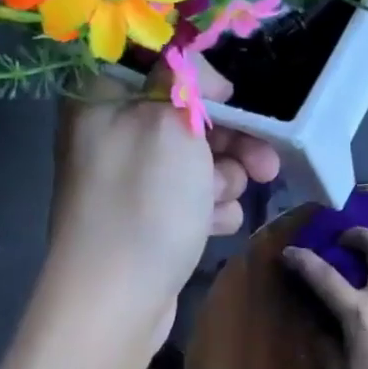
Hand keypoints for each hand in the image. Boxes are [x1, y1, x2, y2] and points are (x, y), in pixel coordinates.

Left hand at [47, 58, 278, 350]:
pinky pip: (192, 197)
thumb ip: (189, 82)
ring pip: (198, 160)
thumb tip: (204, 76)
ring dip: (223, 179)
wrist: (115, 302)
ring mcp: (130, 181)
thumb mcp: (168, 125)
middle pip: (188, 117)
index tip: (232, 101)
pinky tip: (213, 226)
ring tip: (219, 203)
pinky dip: (210, 209)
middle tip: (264, 164)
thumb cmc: (143, 205)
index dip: (201, 79)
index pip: (159, 65)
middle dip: (231, 141)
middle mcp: (113, 134)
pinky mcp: (148, 218)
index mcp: (103, 99)